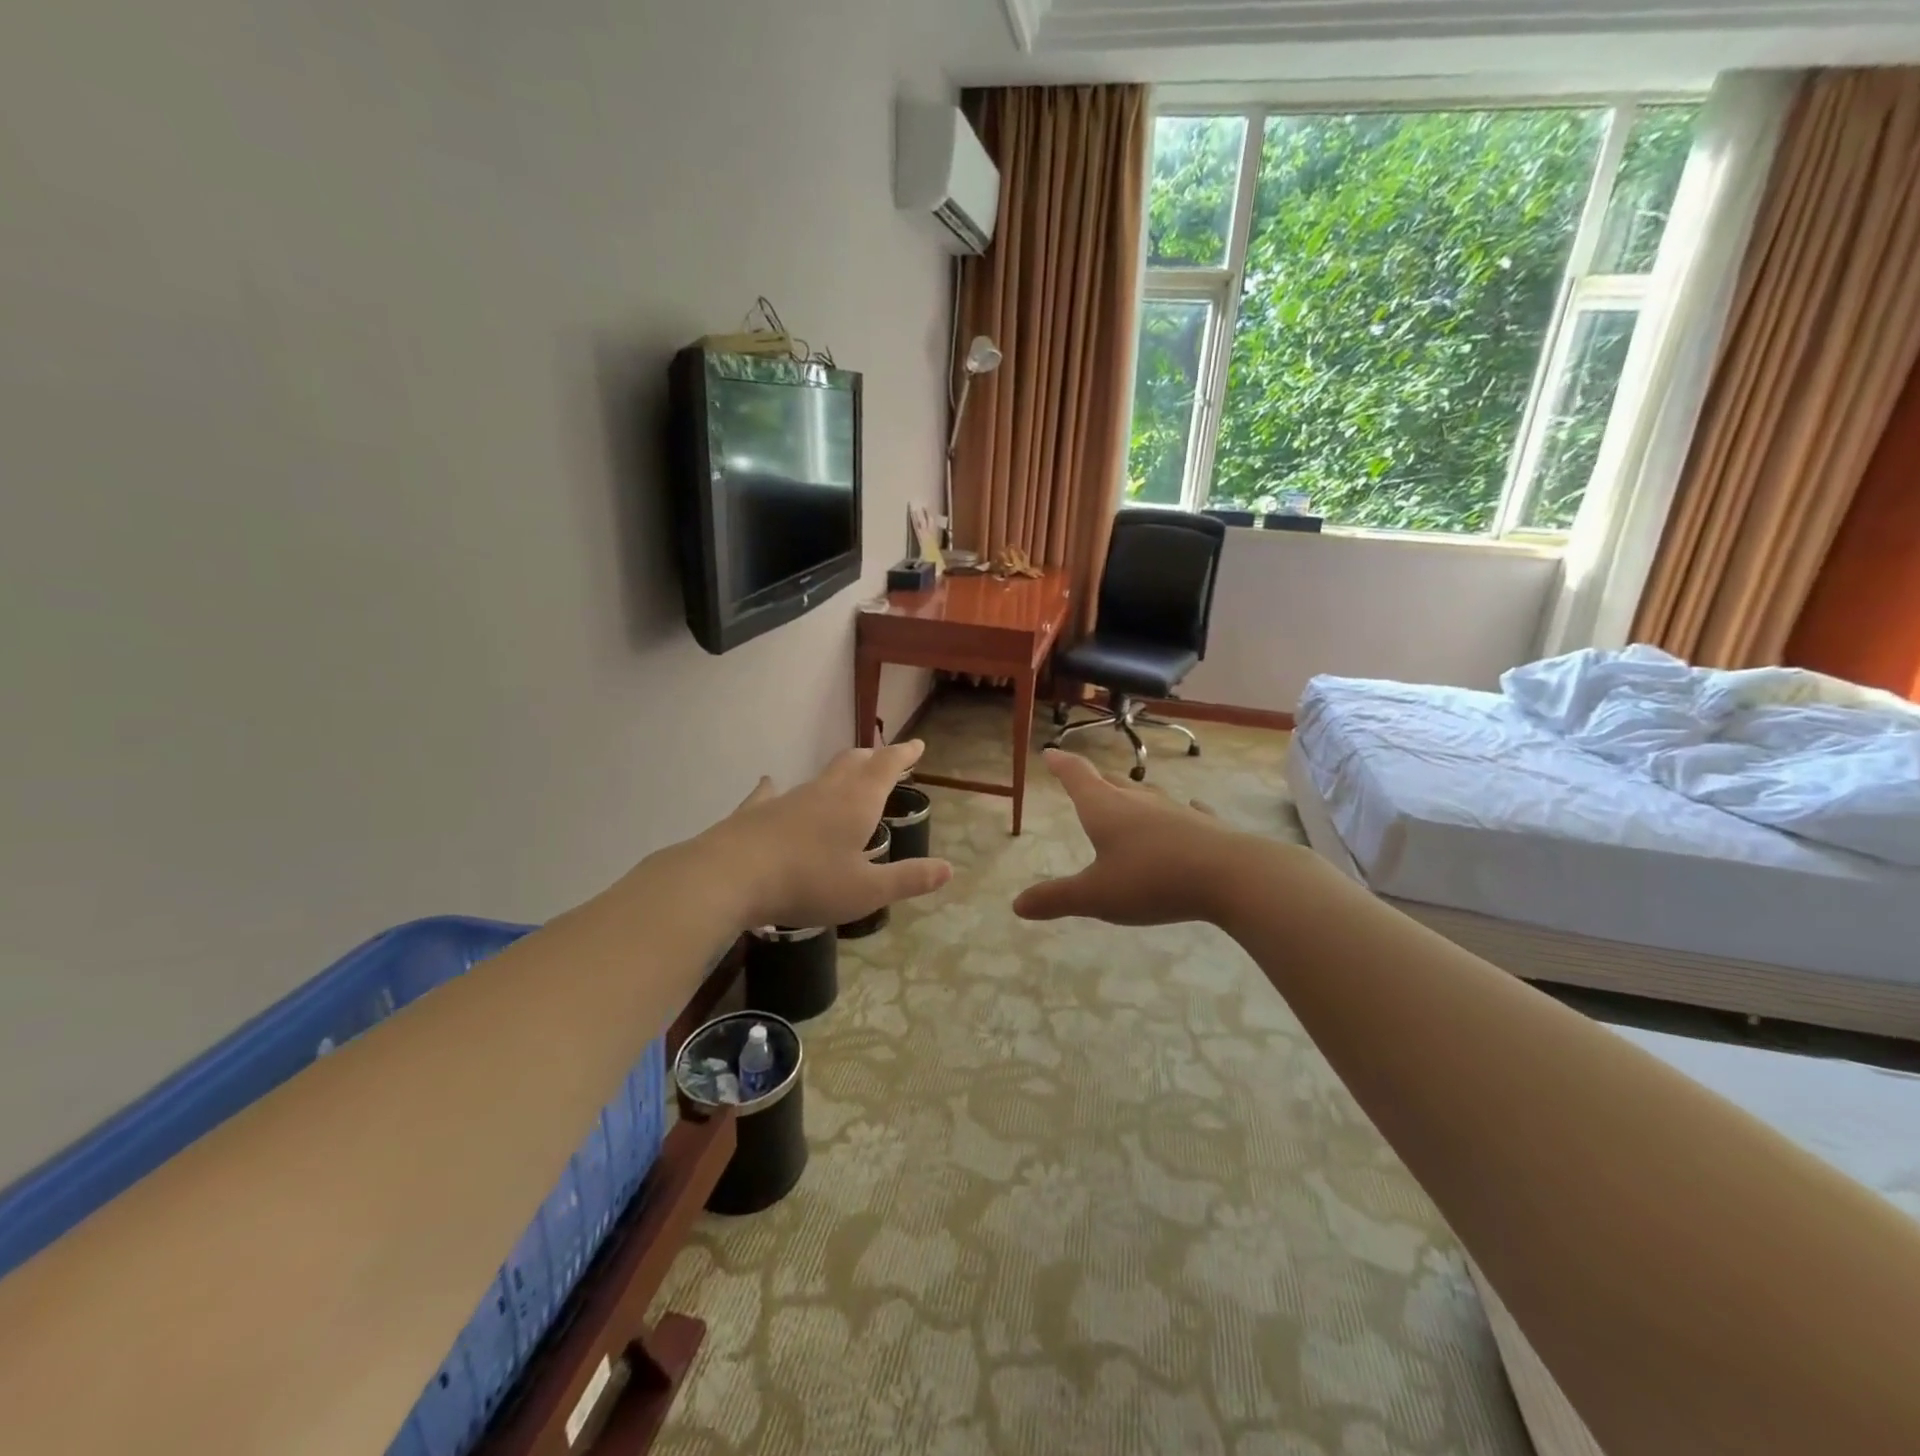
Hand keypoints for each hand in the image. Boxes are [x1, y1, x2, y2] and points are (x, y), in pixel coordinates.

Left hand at [702, 740, 952, 928]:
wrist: (731, 876)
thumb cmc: (808, 883)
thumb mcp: (866, 890)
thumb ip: (908, 878)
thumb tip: (948, 869)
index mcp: (857, 803)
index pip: (887, 767)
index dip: (904, 754)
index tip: (916, 744)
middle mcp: (826, 791)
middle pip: (855, 763)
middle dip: (874, 758)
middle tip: (886, 758)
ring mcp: (788, 798)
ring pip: (820, 776)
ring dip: (838, 773)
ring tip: (845, 778)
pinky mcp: (757, 812)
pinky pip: (771, 793)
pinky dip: (777, 787)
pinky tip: (770, 784)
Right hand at [1012, 749, 1243, 925]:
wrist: (1229, 876)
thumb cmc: (1151, 880)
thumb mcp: (1096, 896)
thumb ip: (1057, 899)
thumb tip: (1017, 905)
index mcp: (1104, 809)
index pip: (1077, 776)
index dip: (1061, 764)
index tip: (1051, 752)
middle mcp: (1137, 801)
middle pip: (1110, 783)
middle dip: (1094, 781)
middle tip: (1083, 780)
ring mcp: (1175, 810)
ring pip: (1147, 795)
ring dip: (1132, 795)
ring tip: (1126, 797)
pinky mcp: (1204, 825)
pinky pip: (1187, 811)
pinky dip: (1179, 811)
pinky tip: (1189, 810)